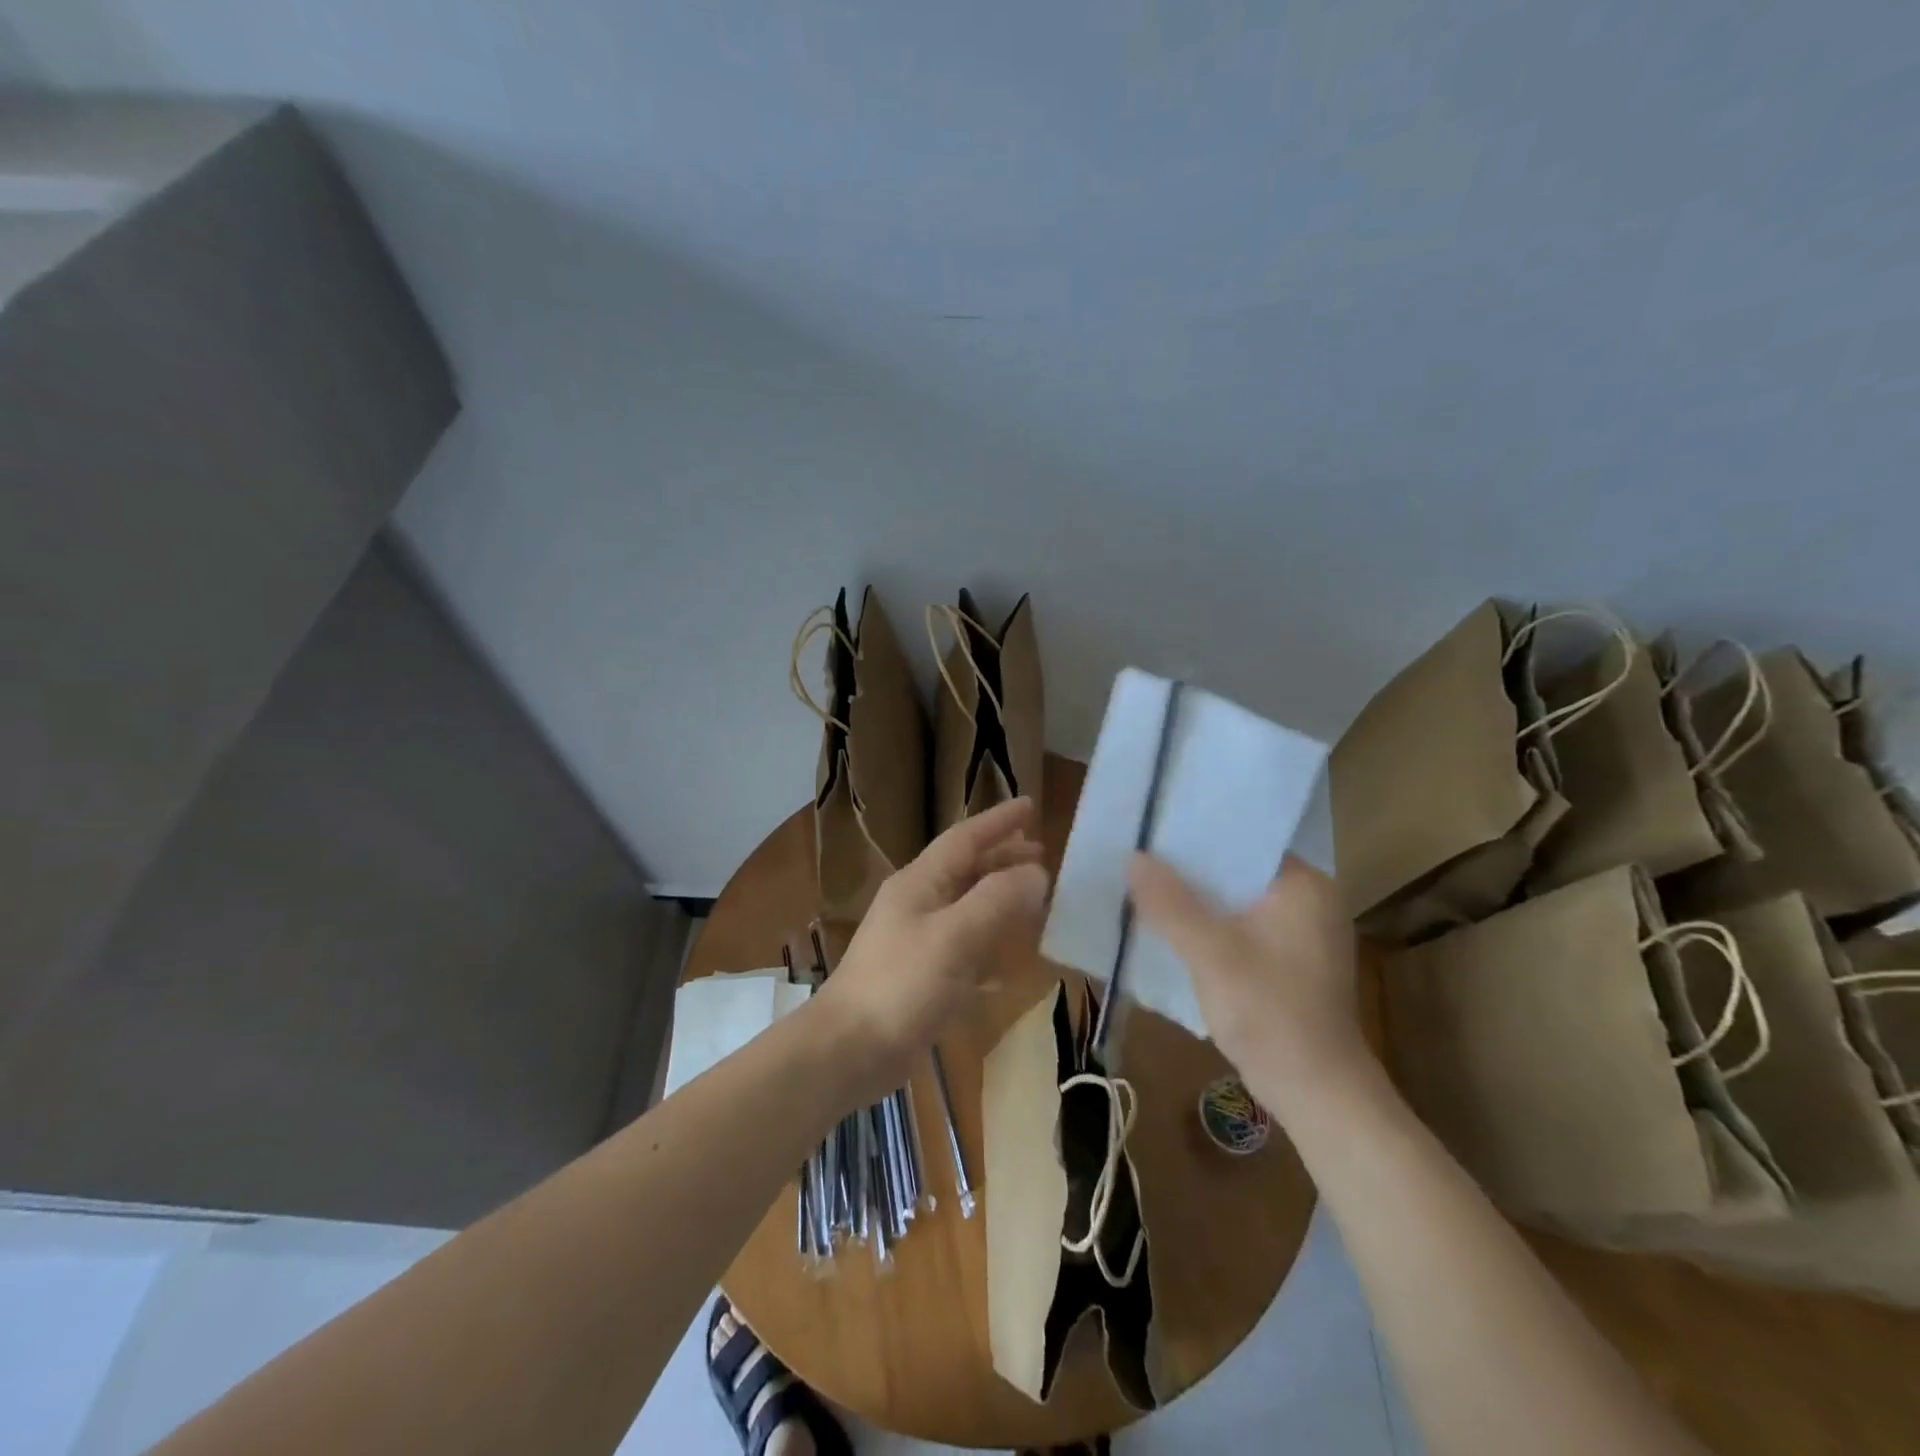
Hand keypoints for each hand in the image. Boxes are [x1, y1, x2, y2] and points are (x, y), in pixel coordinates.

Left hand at [816, 798, 1048, 1101]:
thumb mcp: (955, 937)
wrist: (847, 1050)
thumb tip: (1036, 872)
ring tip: (1034, 896)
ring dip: (999, 898)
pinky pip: (964, 947)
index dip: (998, 821)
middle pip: (966, 869)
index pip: (965, 839)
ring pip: (966, 907)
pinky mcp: (920, 977)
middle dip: (1002, 857)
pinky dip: (989, 944)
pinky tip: (1009, 961)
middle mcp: (917, 904)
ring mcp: (916, 941)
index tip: (1031, 805)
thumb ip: (997, 900)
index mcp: (920, 883)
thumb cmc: (901, 986)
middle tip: (1041, 852)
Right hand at [1128, 853, 1369, 1119]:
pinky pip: (1241, 928)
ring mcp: (1302, 934)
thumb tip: (1133, 857)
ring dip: (1197, 900)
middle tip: (1139, 858)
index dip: (1196, 835)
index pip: (1244, 840)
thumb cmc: (1270, 1013)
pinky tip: (1173, 930)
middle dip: (1190, 870)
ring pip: (1236, 901)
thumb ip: (1170, 904)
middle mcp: (1310, 900)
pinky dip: (1210, 927)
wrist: (1317, 1094)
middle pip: (1237, 871)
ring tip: (1146, 887)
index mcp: (1305, 885)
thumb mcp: (1211, 954)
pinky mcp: (1290, 963)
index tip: (1152, 831)